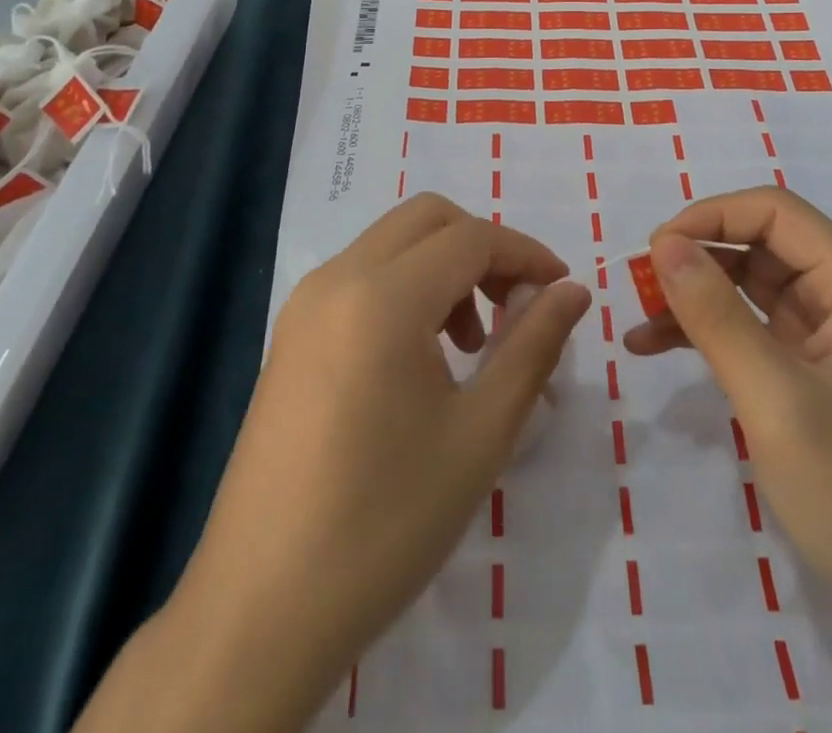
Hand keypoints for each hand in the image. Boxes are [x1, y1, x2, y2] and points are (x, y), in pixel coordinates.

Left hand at [77, 194, 589, 732]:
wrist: (259, 612)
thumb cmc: (384, 522)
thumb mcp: (480, 434)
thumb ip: (533, 346)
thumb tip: (572, 291)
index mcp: (382, 296)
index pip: (472, 238)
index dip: (526, 254)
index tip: (562, 290)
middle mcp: (337, 278)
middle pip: (427, 218)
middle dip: (483, 247)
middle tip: (515, 308)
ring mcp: (305, 304)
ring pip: (392, 243)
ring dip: (444, 266)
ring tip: (470, 346)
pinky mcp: (291, 335)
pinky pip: (362, 276)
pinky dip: (407, 287)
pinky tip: (421, 358)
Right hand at [627, 187, 831, 732]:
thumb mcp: (775, 398)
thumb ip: (716, 314)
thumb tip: (663, 243)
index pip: (777, 214)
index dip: (712, 216)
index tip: (656, 248)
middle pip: (762, 244)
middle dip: (698, 257)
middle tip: (639, 282)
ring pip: (750, 283)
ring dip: (695, 294)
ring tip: (639, 314)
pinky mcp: (812, 366)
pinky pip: (752, 326)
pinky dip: (707, 330)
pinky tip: (655, 345)